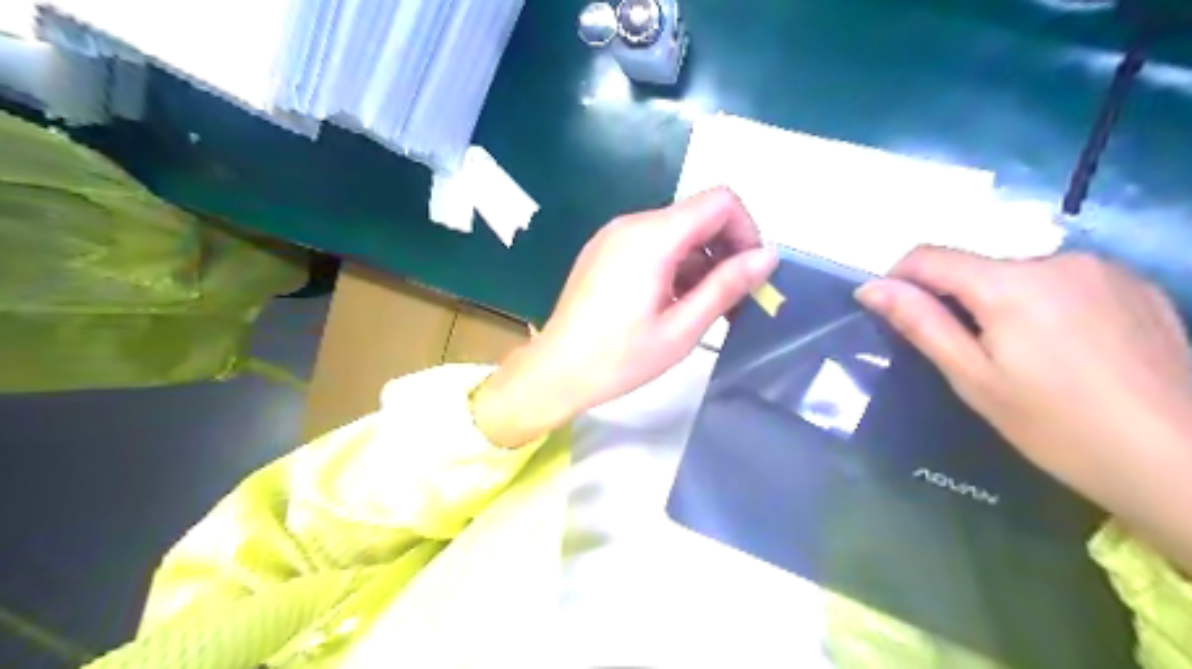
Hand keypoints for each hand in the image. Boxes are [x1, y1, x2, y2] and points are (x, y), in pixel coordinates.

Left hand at [477, 187, 783, 448]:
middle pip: (698, 215)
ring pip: (676, 231)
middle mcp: (632, 223)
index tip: (750, 274)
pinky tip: (672, 302)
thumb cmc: (619, 358)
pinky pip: (652, 243)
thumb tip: (768, 257)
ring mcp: (614, 235)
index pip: (720, 202)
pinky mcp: (604, 250)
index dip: (746, 231)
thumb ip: (726, 287)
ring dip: (700, 261)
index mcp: (653, 237)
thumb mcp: (682, 329)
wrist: (556, 370)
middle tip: (732, 299)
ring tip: (702, 308)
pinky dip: (674, 264)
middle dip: (725, 250)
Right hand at [863, 245, 1190, 559]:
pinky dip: (1046, 303)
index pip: (929, 256)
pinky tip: (1068, 349)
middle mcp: (1057, 259)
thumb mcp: (973, 378)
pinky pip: (1065, 280)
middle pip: (978, 266)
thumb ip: (920, 323)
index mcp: (1010, 283)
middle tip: (969, 355)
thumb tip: (870, 288)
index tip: (895, 312)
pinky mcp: (1138, 283)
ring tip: (1024, 356)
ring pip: (1021, 273)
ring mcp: (1104, 268)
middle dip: (958, 299)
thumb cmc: (1056, 425)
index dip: (899, 278)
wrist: (1180, 461)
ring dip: (1003, 301)